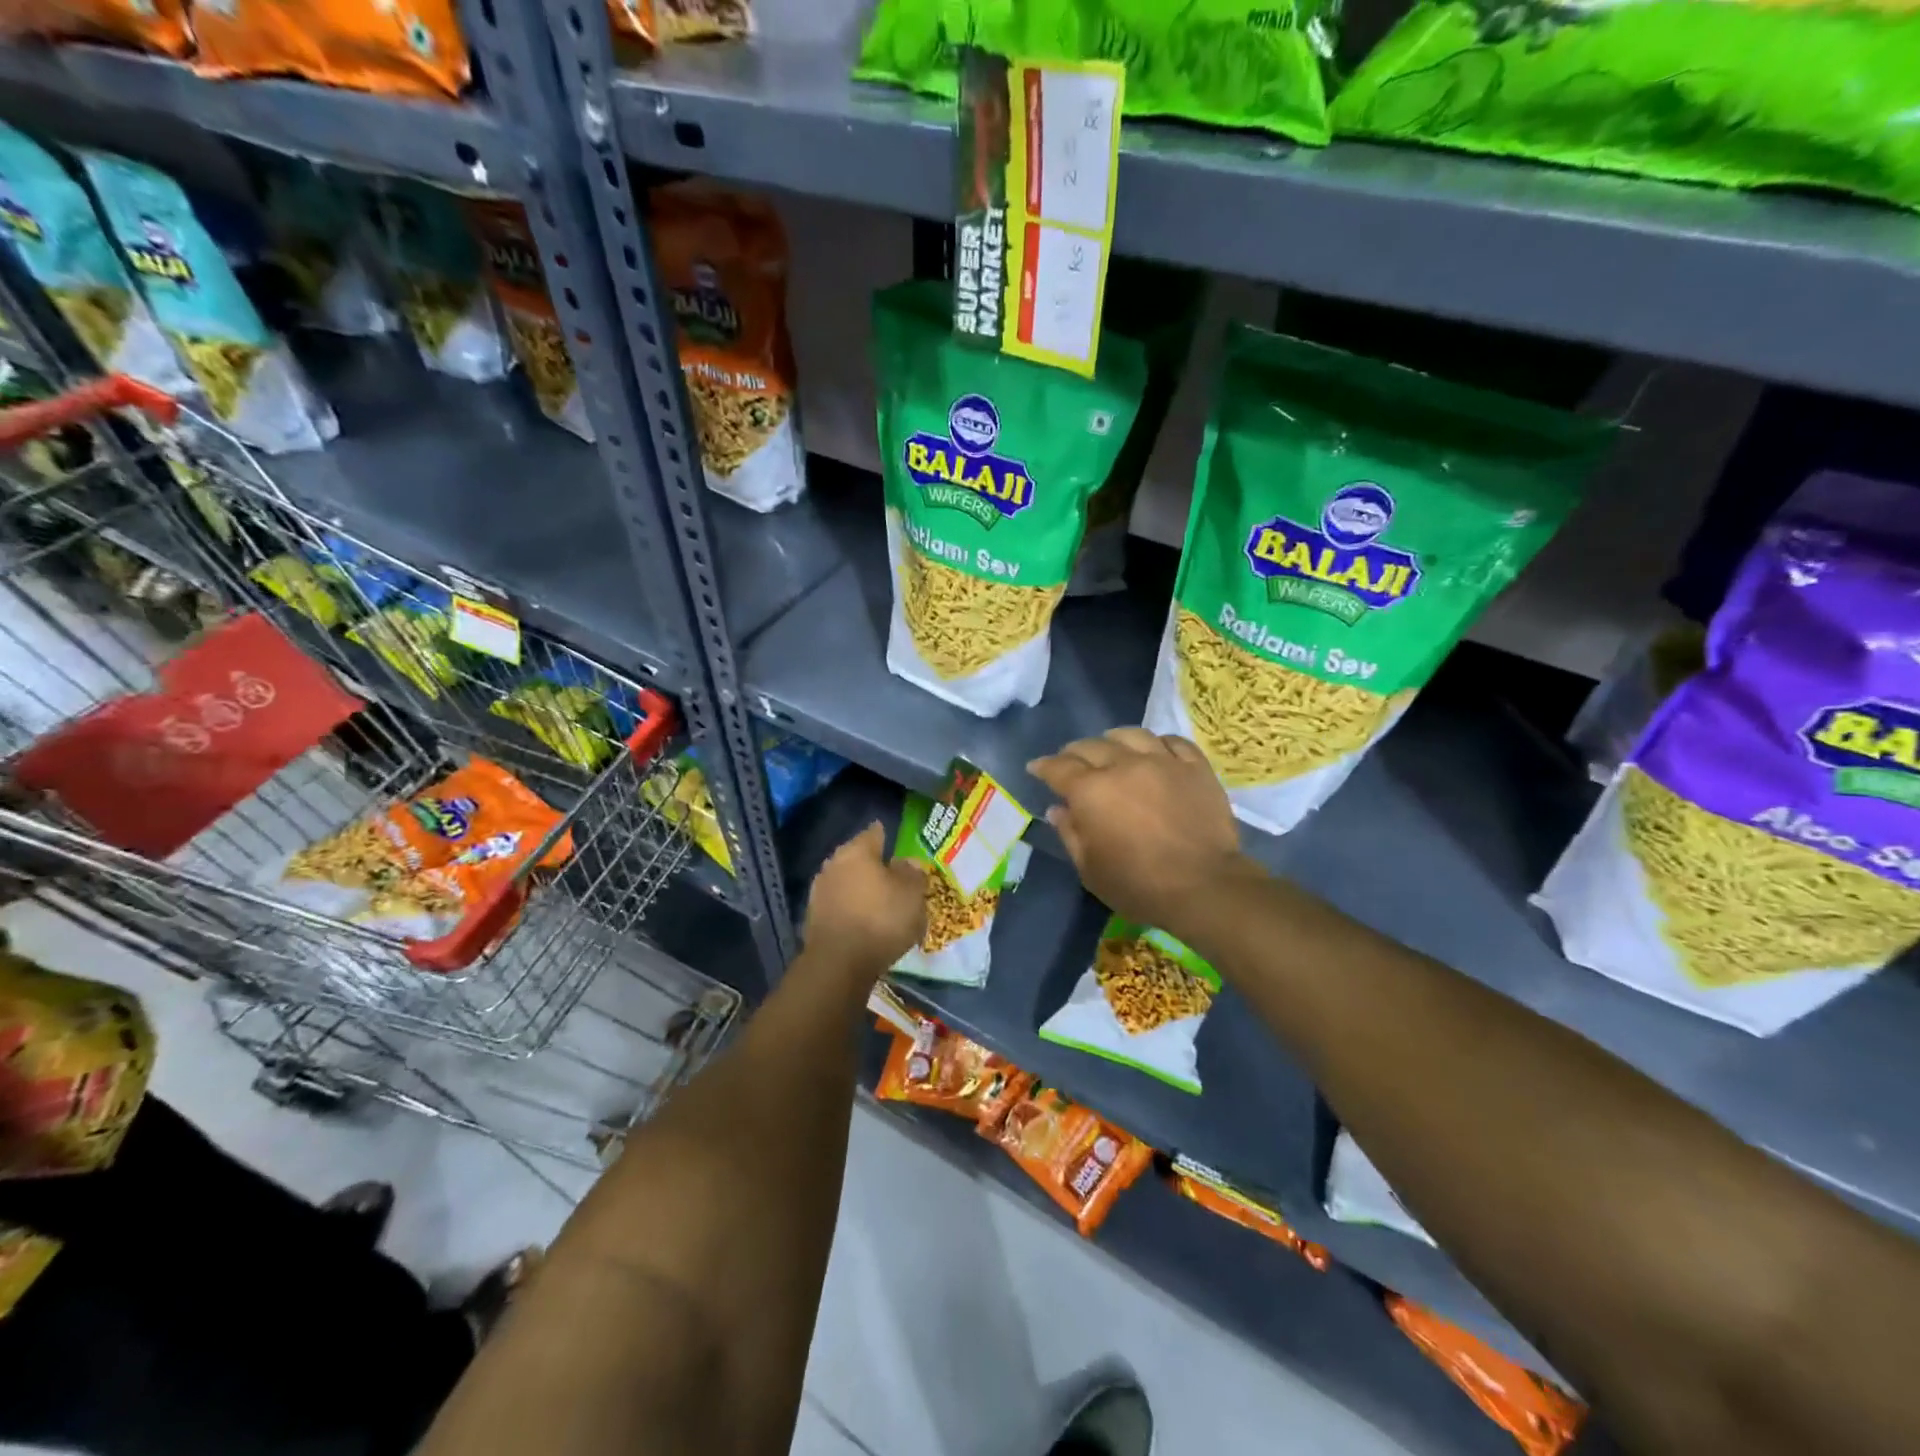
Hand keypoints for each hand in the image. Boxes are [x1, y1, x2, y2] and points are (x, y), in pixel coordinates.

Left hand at [803, 822, 927, 977]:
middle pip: (859, 858)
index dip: (889, 836)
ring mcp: (820, 891)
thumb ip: (913, 873)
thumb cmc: (881, 920)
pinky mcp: (814, 918)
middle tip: (896, 877)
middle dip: (876, 866)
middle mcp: (834, 863)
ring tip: (883, 903)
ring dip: (863, 889)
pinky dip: (853, 909)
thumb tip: (906, 863)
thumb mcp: (912, 894)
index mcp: (857, 850)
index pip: (875, 832)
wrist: (838, 964)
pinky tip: (866, 922)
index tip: (900, 844)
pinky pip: (841, 905)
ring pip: (848, 882)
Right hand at [1029, 728, 1256, 936]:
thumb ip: (1070, 834)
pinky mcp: (1195, 767)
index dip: (1043, 766)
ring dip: (1114, 740)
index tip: (1036, 768)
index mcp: (1091, 791)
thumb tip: (1057, 809)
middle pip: (1091, 746)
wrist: (1204, 886)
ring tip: (1112, 748)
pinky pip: (1173, 741)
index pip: (1058, 767)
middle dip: (1074, 753)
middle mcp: (1123, 765)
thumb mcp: (1090, 870)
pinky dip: (1157, 743)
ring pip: (1131, 734)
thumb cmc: (1139, 885)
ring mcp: (1162, 761)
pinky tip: (1154, 751)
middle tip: (1071, 763)